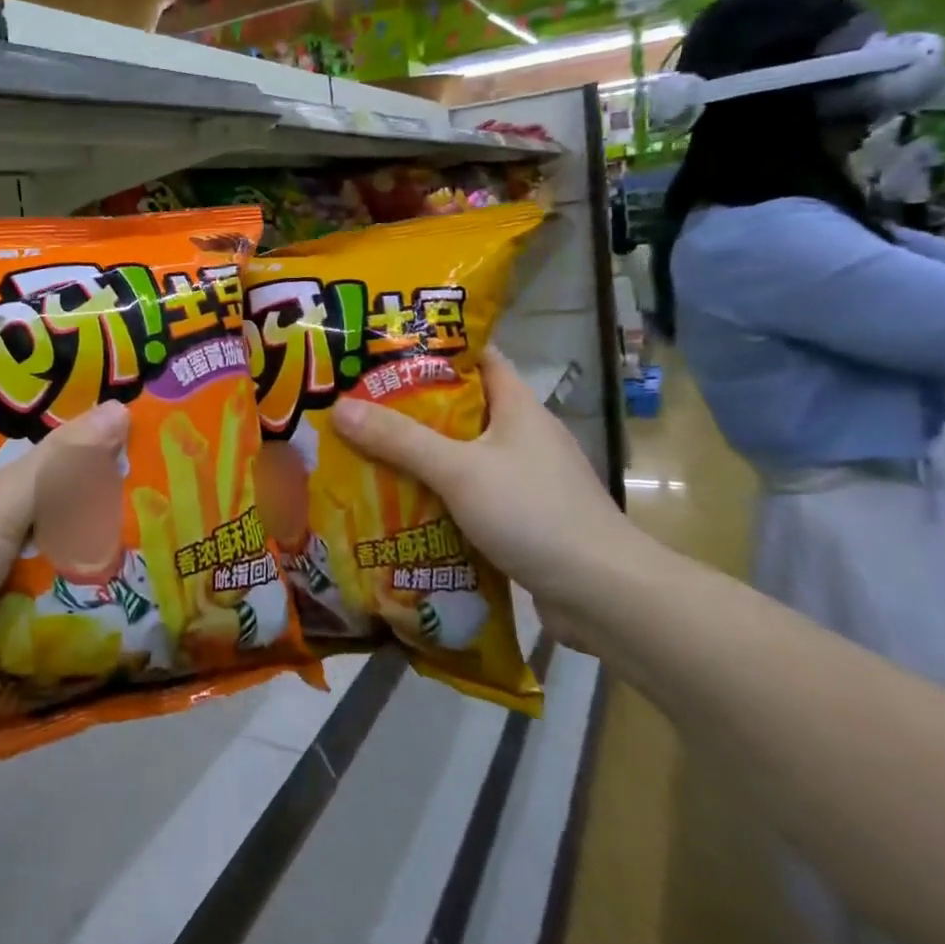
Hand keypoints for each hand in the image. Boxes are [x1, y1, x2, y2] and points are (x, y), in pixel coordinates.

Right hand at [331, 349, 625, 647]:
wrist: (605, 595)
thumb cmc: (535, 514)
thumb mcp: (459, 470)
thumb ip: (400, 440)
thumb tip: (339, 409)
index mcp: (519, 407)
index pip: (479, 358)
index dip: (435, 347)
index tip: (386, 348)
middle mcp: (524, 435)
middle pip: (463, 407)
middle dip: (413, 404)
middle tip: (359, 402)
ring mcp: (526, 478)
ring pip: (464, 453)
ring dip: (422, 453)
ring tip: (367, 449)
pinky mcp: (523, 517)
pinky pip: (470, 492)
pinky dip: (438, 492)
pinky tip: (401, 501)